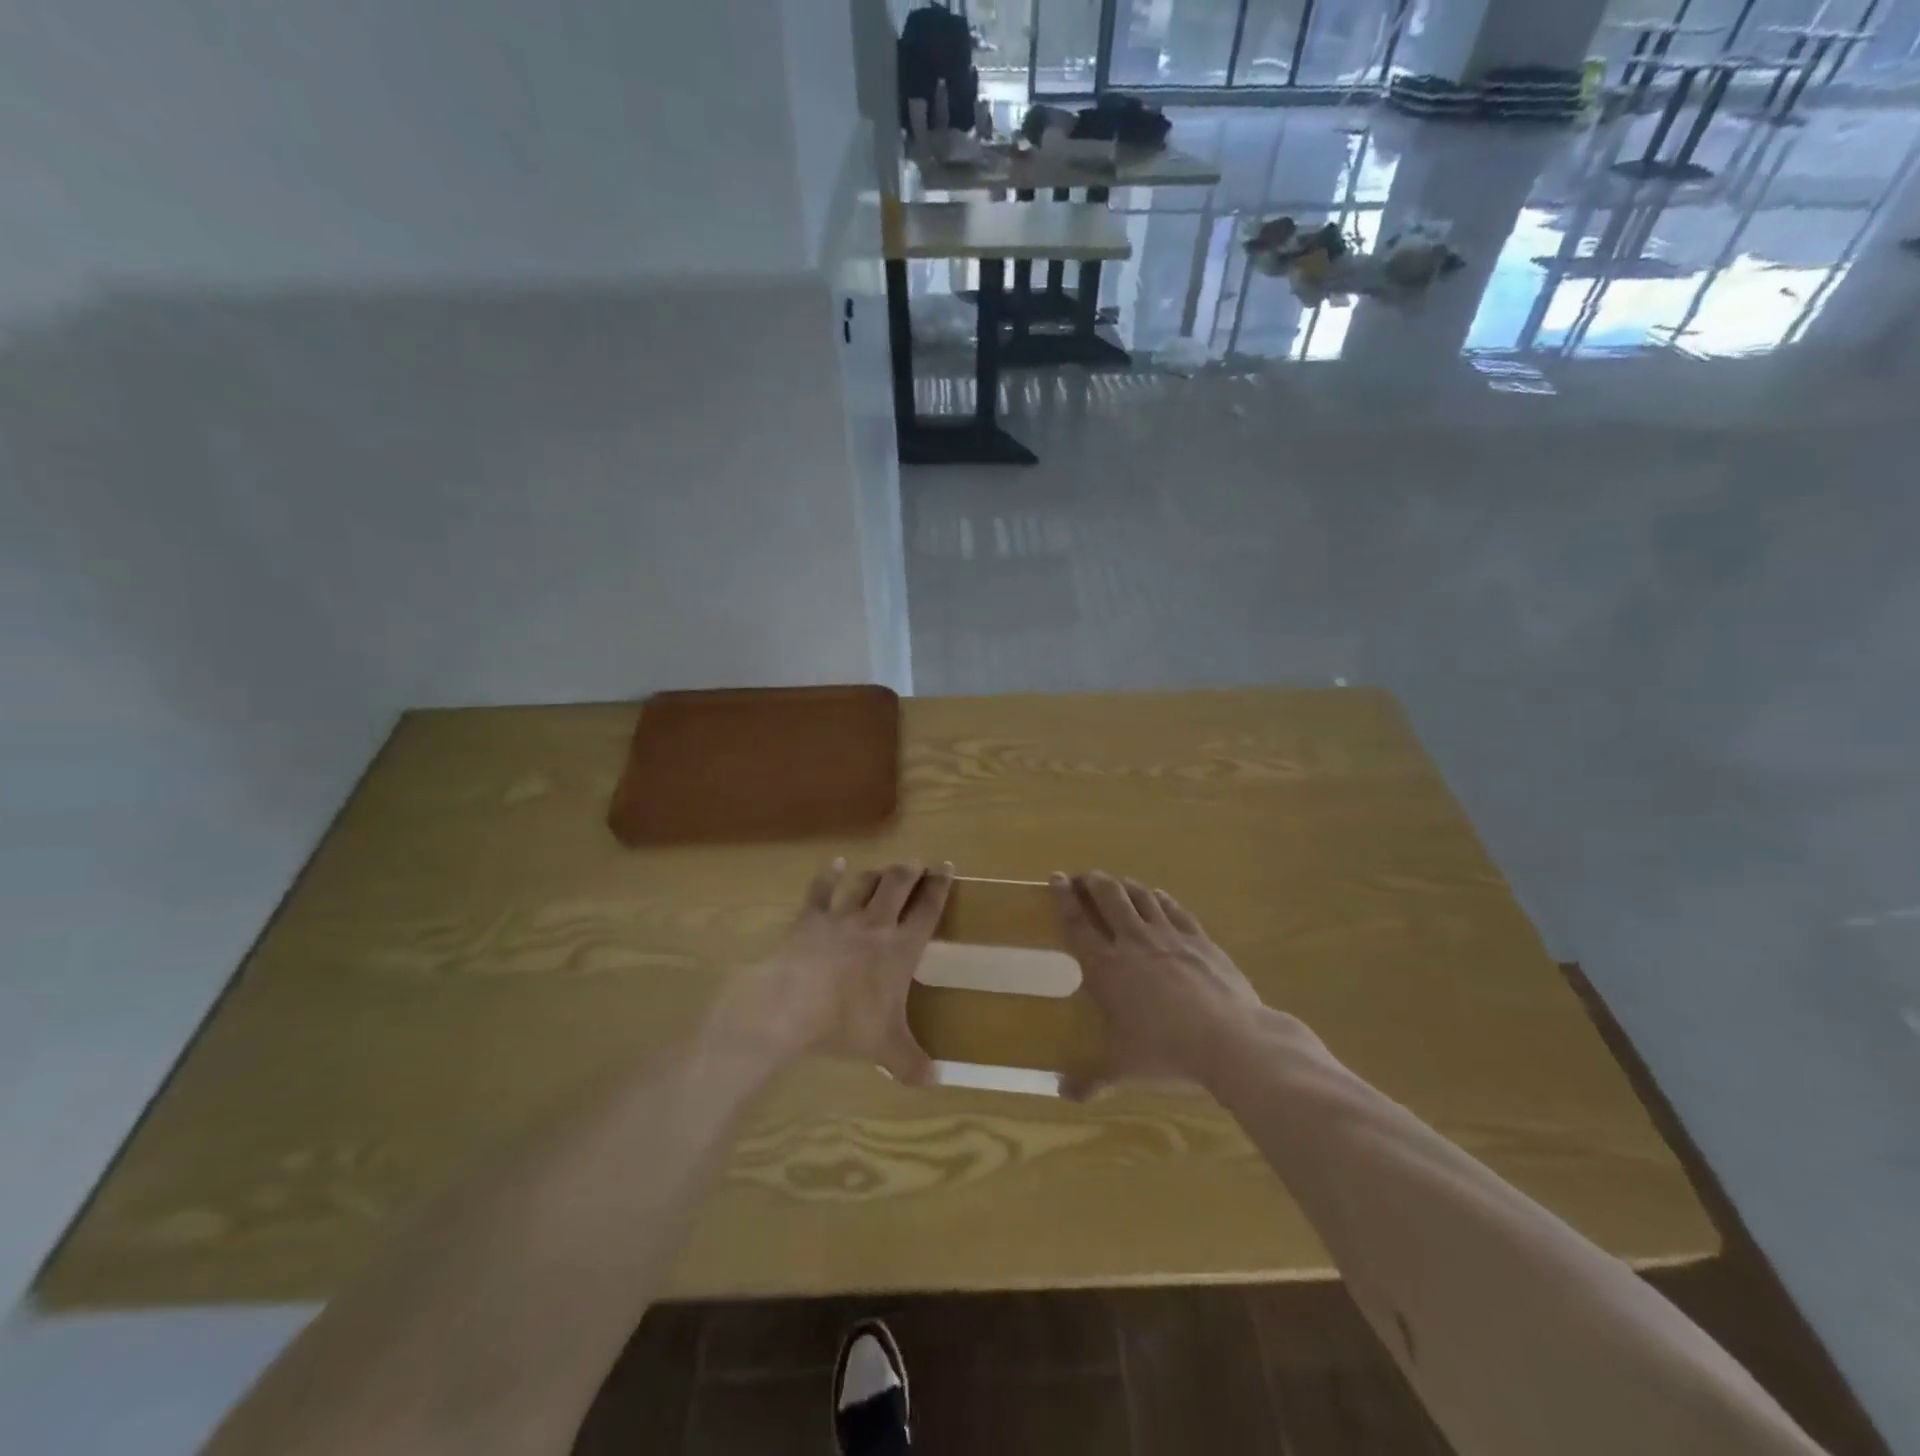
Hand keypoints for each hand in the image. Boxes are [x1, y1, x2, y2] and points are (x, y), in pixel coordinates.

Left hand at [711, 859, 952, 1084]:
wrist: (792, 1004)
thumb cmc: (846, 1022)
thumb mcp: (885, 1047)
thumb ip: (911, 1062)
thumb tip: (936, 1082)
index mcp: (900, 949)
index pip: (927, 910)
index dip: (940, 887)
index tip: (947, 867)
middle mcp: (875, 924)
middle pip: (897, 885)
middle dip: (910, 871)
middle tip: (917, 863)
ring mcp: (841, 918)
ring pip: (864, 884)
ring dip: (876, 873)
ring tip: (885, 868)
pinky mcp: (810, 918)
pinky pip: (822, 890)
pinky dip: (830, 875)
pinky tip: (836, 864)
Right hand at [1050, 871, 1265, 1099]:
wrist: (1231, 1041)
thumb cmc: (1167, 1053)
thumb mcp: (1123, 1070)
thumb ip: (1091, 1079)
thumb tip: (1063, 1093)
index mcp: (1107, 966)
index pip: (1077, 922)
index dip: (1063, 898)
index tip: (1054, 878)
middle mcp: (1134, 941)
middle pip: (1108, 896)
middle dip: (1092, 881)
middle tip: (1082, 879)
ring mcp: (1169, 936)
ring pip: (1140, 895)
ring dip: (1124, 885)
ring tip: (1115, 884)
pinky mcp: (1199, 939)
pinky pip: (1173, 908)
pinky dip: (1159, 898)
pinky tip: (1156, 897)